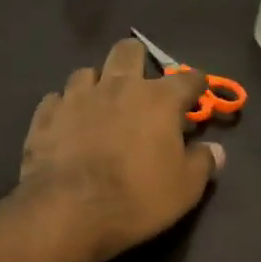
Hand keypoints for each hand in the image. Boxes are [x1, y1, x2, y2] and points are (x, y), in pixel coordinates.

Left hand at [17, 39, 224, 261]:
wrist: (68, 210)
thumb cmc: (136, 198)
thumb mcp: (185, 189)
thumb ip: (203, 163)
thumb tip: (216, 150)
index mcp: (157, 100)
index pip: (187, 79)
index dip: (196, 85)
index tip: (197, 93)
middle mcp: (116, 87)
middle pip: (128, 51)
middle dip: (137, 61)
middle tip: (140, 86)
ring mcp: (75, 98)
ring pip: (86, 72)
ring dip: (96, 84)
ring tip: (99, 104)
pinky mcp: (45, 116)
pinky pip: (55, 99)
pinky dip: (64, 108)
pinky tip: (67, 122)